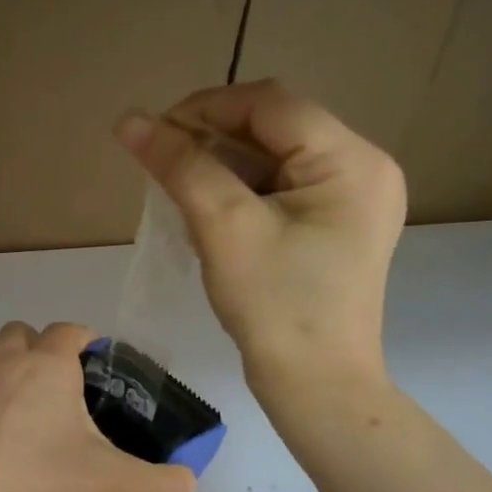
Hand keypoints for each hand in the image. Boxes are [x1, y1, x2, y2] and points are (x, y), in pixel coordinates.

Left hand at [0, 321, 195, 491]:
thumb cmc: (42, 482)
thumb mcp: (114, 486)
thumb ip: (161, 485)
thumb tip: (185, 485)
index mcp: (47, 369)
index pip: (68, 330)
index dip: (86, 337)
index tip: (98, 360)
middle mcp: (2, 371)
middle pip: (18, 335)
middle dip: (38, 349)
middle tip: (62, 391)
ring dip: (9, 393)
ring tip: (31, 440)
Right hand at [116, 79, 404, 397]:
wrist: (315, 387)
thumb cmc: (275, 307)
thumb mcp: (224, 228)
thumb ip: (180, 166)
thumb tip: (128, 121)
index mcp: (351, 160)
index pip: (271, 104)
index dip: (206, 108)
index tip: (152, 134)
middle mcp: (363, 170)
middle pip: (275, 129)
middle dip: (212, 140)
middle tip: (161, 165)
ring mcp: (354, 202)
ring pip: (275, 160)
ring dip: (222, 168)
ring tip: (178, 191)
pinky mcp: (337, 229)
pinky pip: (282, 191)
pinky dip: (241, 194)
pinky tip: (208, 214)